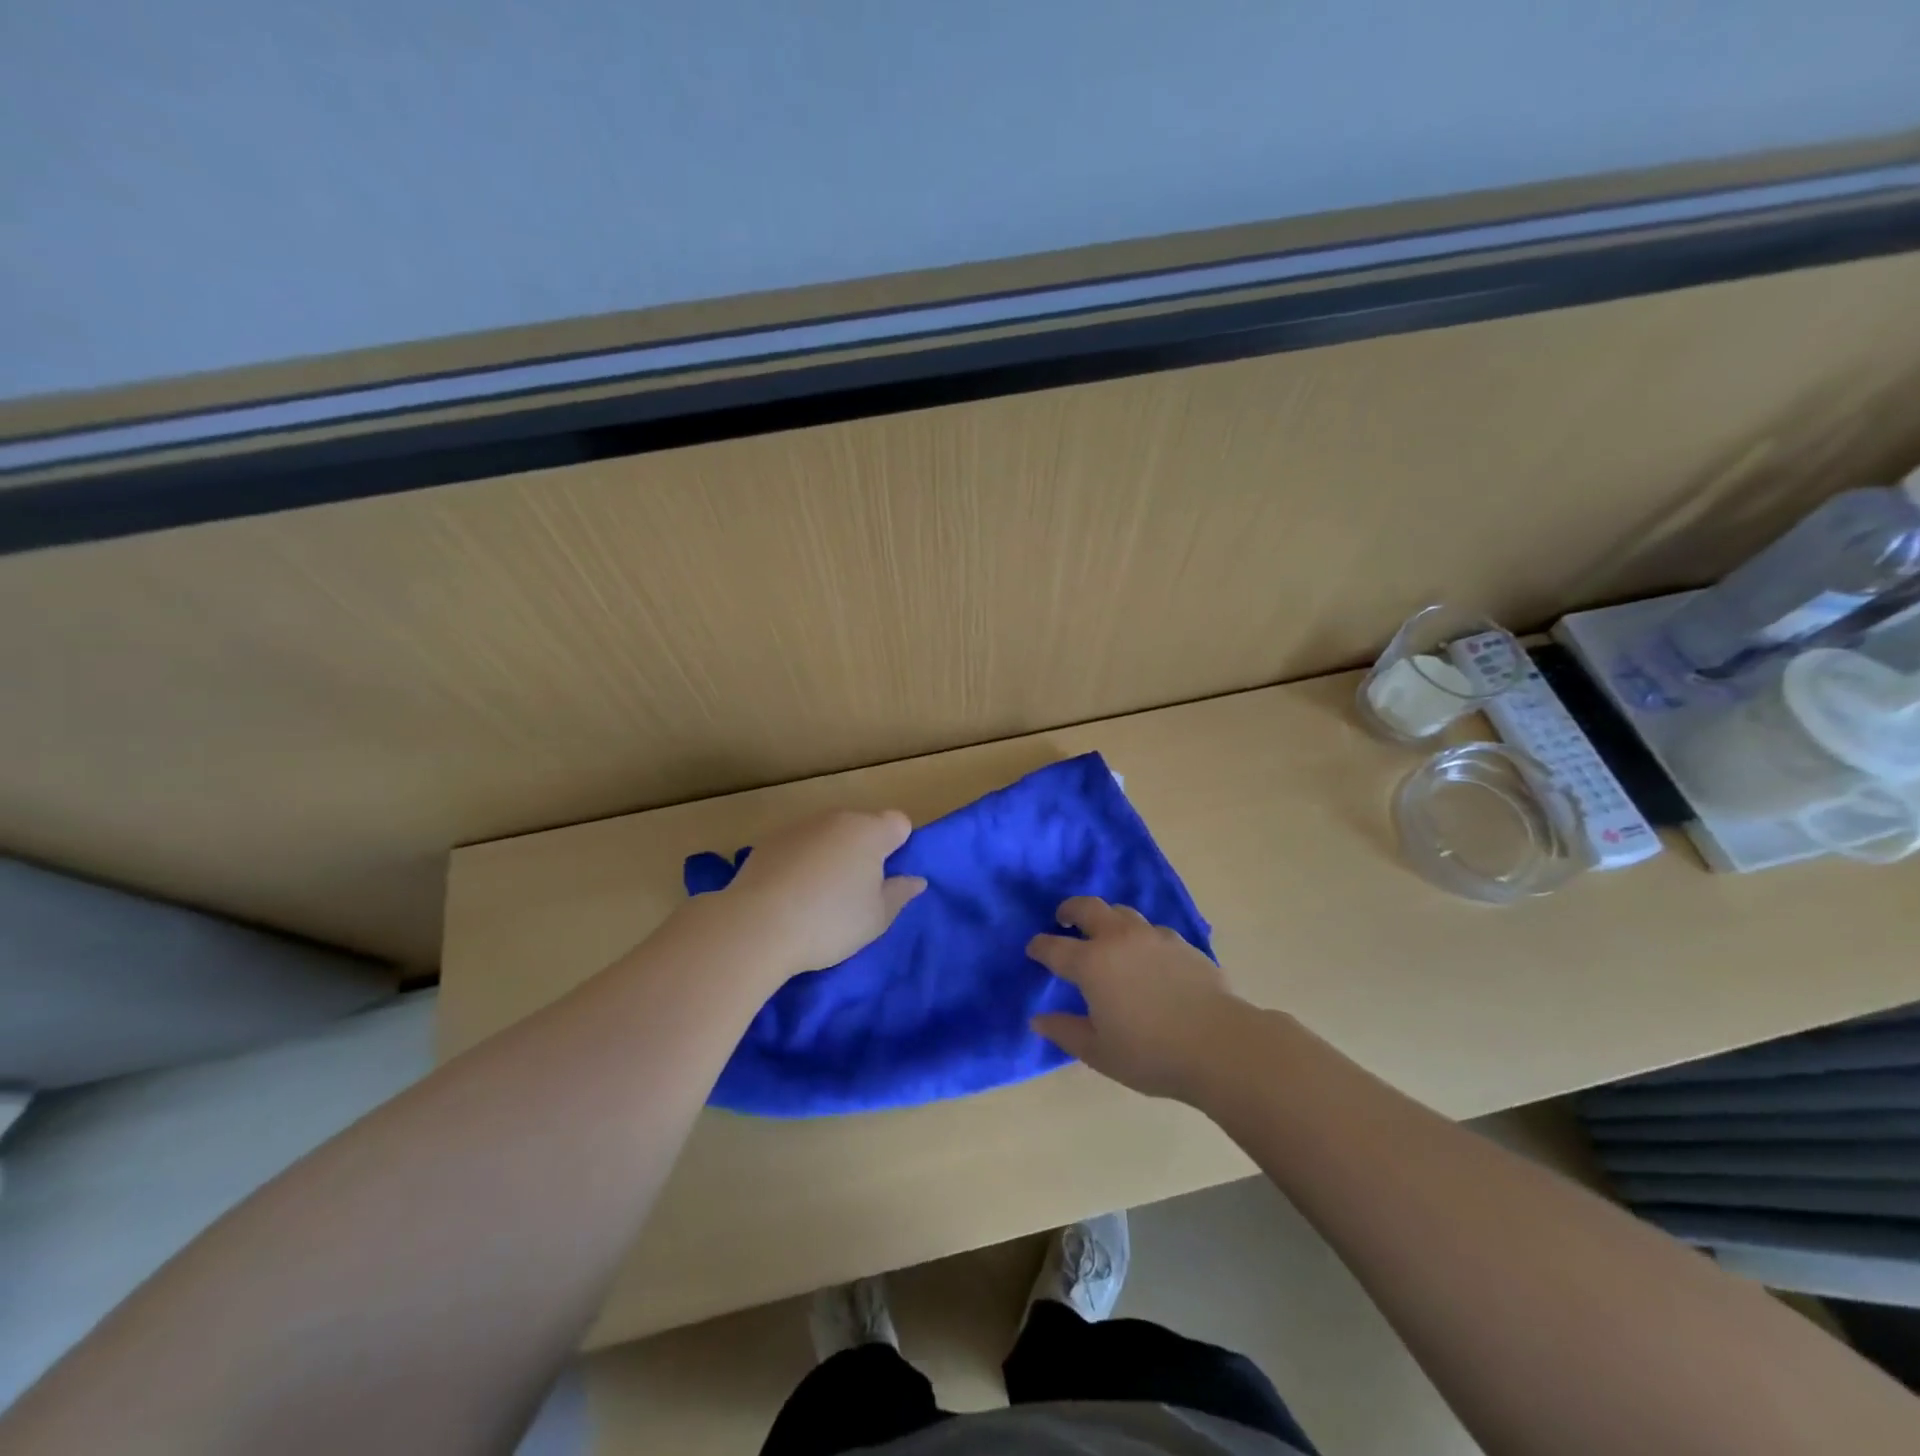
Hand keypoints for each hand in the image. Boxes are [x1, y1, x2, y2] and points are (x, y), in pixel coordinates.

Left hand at [718, 809, 925, 979]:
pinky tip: (790, 895)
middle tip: (856, 893)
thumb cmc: (830, 921)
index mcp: (869, 831)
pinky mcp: (768, 842)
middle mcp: (835, 819)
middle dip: (864, 852)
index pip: (899, 823)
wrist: (756, 926)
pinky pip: (799, 847)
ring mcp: (799, 827)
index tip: (887, 878)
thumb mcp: (877, 918)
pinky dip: (801, 863)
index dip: (899, 846)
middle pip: (861, 827)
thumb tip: (916, 880)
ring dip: (831, 856)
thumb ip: (899, 894)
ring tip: (819, 898)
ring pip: (828, 836)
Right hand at [1027, 897, 1248, 1101]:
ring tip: (1104, 933)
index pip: (1054, 947)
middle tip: (1064, 919)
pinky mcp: (1181, 943)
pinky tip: (1144, 955)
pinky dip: (1138, 935)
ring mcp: (1152, 936)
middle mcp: (1118, 939)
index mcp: (1091, 963)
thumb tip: (1038, 1019)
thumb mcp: (1099, 1052)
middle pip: (1087, 907)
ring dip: (1106, 917)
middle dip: (1070, 910)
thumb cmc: (1151, 1053)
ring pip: (1121, 912)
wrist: (1219, 1044)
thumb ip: (1065, 1032)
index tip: (1034, 949)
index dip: (1040, 946)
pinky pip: (1151, 929)